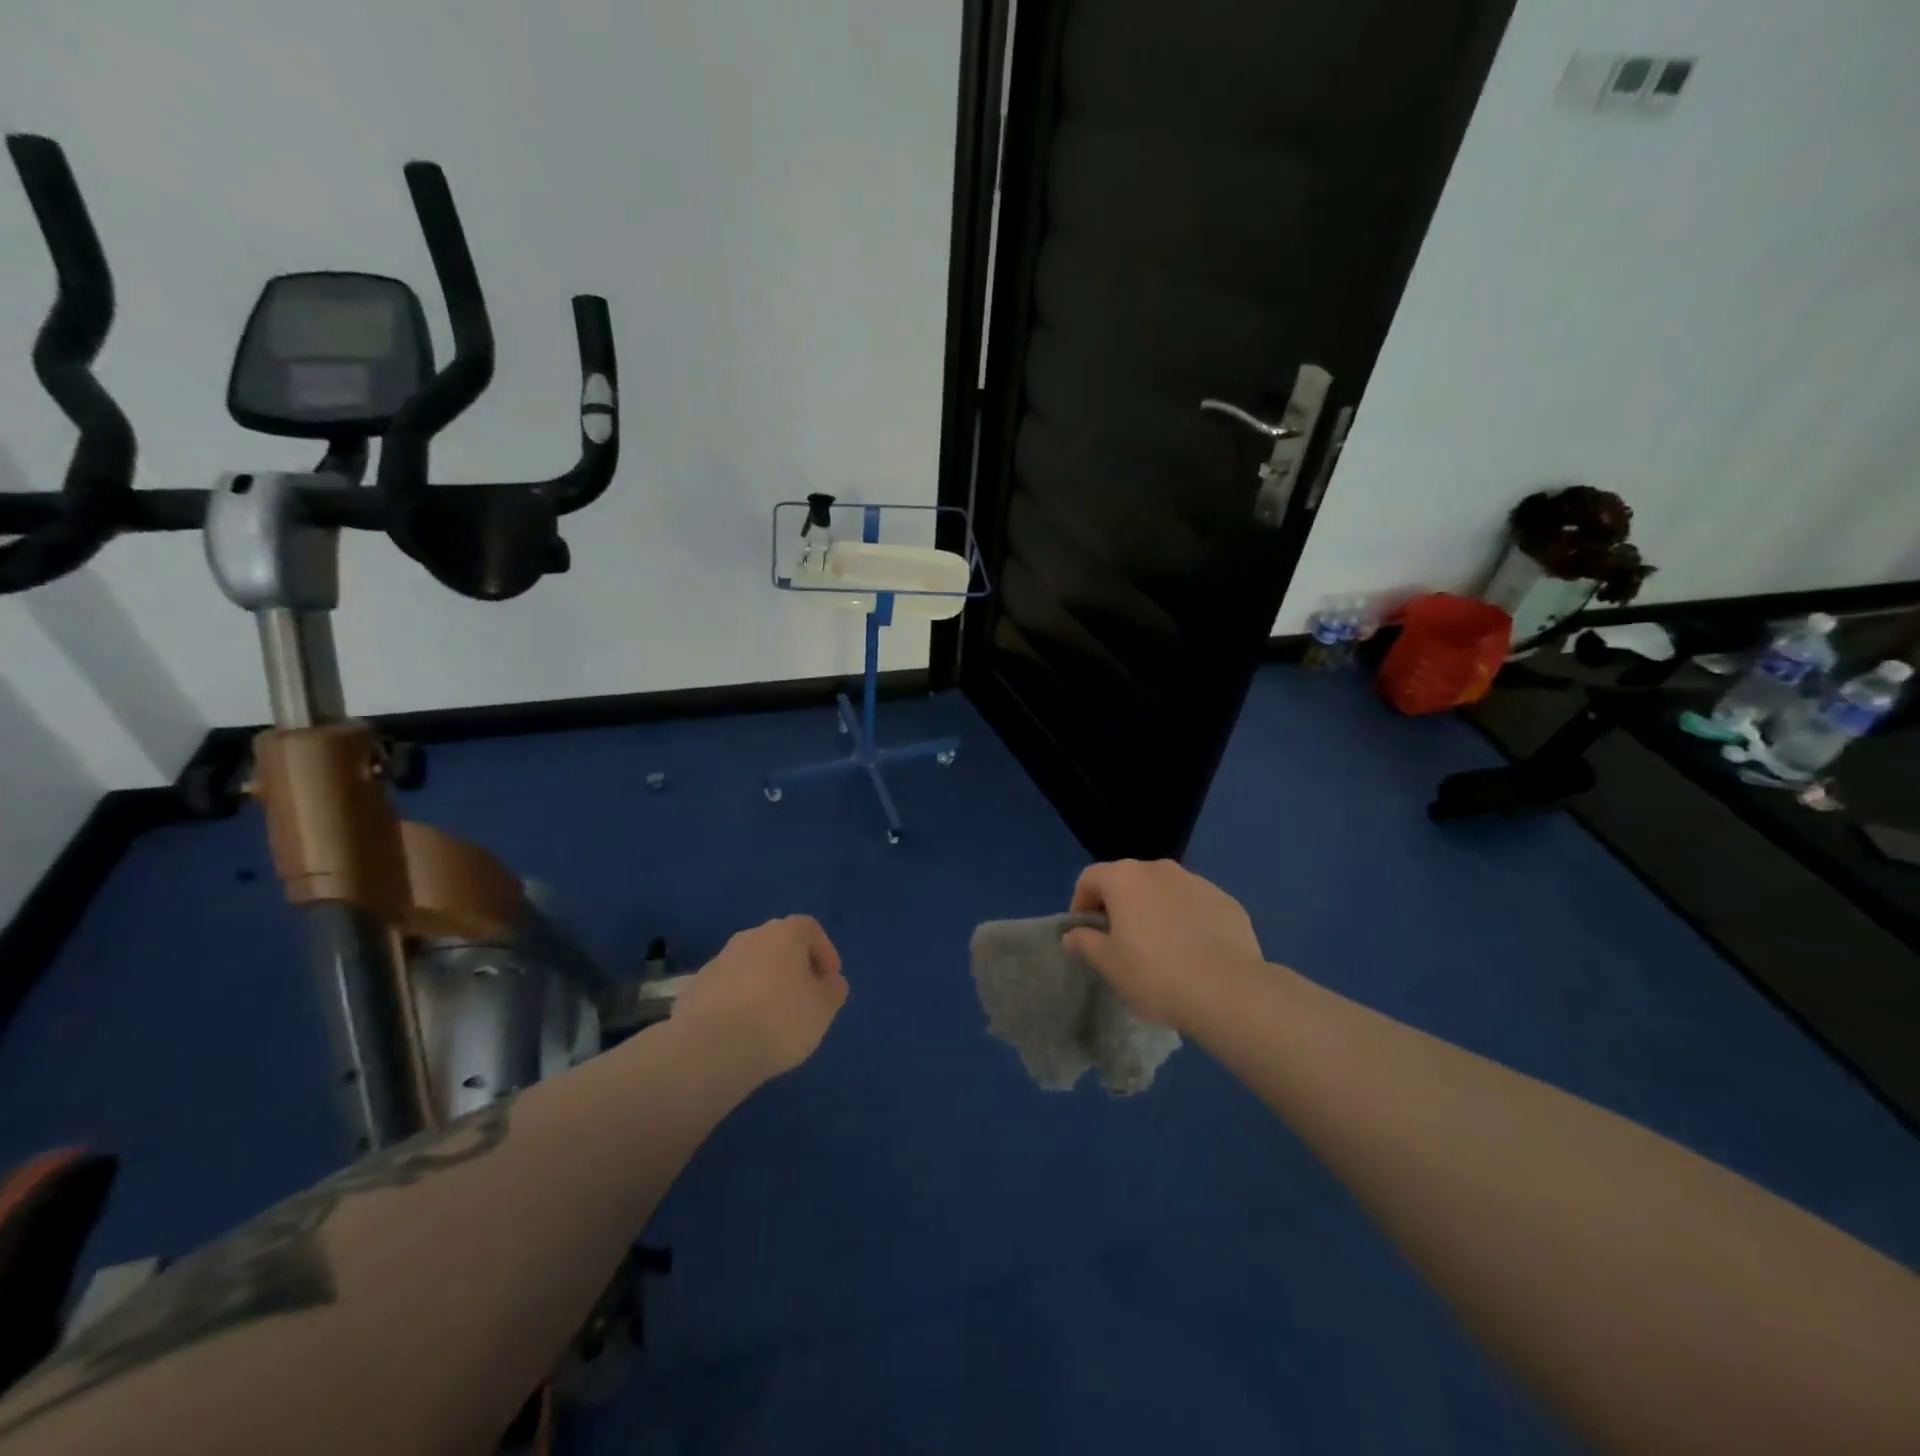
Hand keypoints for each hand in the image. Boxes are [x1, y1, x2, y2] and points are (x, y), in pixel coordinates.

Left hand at [674, 916, 847, 1080]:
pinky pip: (728, 988)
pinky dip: (739, 1001)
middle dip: (794, 967)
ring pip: (751, 965)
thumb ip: (834, 990)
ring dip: (765, 983)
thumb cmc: (779, 1020)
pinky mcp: (695, 988)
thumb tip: (830, 981)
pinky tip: (743, 1029)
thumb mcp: (824, 1008)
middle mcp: (750, 937)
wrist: (710, 1050)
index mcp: (784, 933)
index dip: (825, 953)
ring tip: (772, 1018)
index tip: (829, 982)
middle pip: (779, 944)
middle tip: (804, 998)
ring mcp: (719, 960)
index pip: (810, 929)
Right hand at [1063, 860, 1266, 1032]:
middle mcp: (1160, 869)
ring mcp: (1198, 882)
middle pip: (1128, 881)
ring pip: (1164, 891)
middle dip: (1119, 906)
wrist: (1228, 991)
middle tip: (1120, 943)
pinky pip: (1195, 906)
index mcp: (1125, 878)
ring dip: (1155, 911)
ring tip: (1160, 949)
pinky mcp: (1227, 901)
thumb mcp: (1108, 964)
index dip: (1080, 904)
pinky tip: (1193, 953)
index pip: (1089, 878)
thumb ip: (1084, 943)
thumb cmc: (1154, 974)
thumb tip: (1072, 934)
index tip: (1085, 935)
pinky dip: (1187, 920)